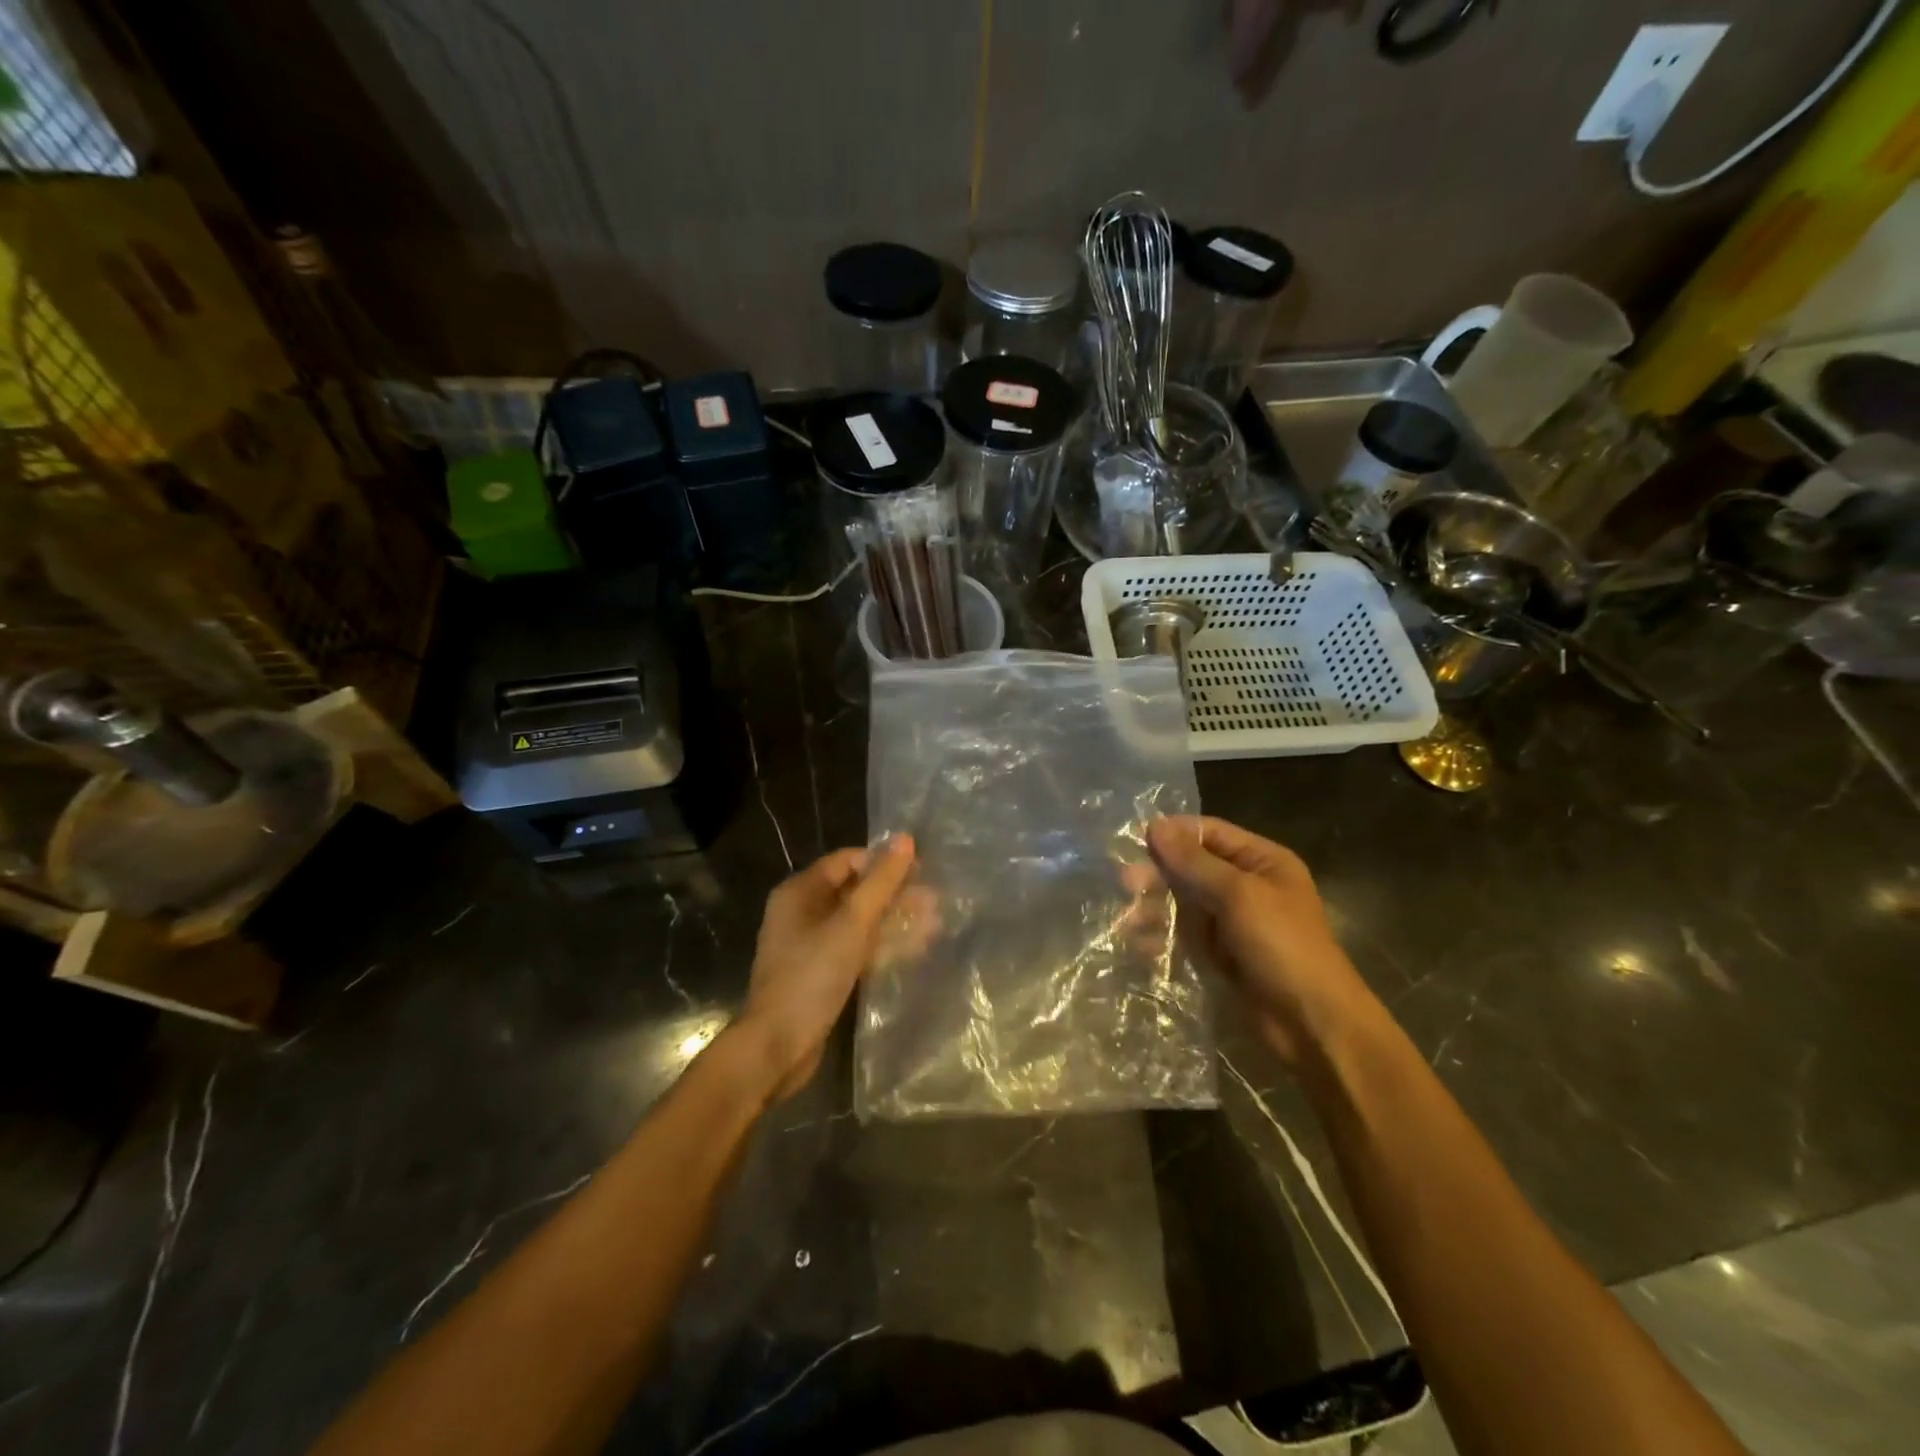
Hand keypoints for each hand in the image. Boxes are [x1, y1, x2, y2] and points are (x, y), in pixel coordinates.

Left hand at [739, 835, 919, 1099]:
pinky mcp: (822, 973)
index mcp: (800, 892)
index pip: (848, 861)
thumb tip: (906, 839)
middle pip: (856, 892)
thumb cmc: (812, 976)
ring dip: (895, 922)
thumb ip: (881, 882)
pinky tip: (915, 950)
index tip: (921, 871)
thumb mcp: (852, 924)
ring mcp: (811, 945)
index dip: (884, 862)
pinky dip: (883, 947)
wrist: (777, 1046)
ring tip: (936, 925)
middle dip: (896, 895)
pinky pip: (856, 949)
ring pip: (860, 923)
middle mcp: (803, 912)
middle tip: (936, 901)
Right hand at [1146, 816, 1375, 1064]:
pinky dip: (1161, 936)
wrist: (1312, 1023)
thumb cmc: (1283, 946)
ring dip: (1154, 908)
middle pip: (1191, 867)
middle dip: (1158, 874)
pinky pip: (1183, 934)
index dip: (1173, 835)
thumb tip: (1155, 826)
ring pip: (1182, 902)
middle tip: (1125, 883)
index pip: (1209, 833)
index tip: (1134, 840)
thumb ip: (1194, 862)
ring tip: (1127, 920)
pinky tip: (1140, 944)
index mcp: (1262, 861)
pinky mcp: (1218, 954)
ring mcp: (1231, 921)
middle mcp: (1246, 885)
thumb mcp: (1239, 895)